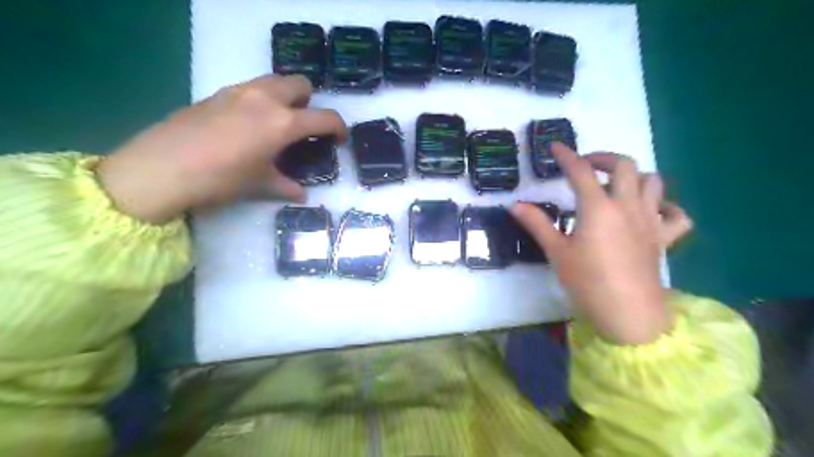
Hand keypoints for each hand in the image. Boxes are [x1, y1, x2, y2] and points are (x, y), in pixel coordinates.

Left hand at [97, 76, 346, 224]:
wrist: (162, 168)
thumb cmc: (221, 179)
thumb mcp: (260, 184)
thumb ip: (286, 185)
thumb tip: (301, 194)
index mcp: (283, 123)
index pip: (324, 117)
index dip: (338, 127)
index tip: (339, 138)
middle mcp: (265, 99)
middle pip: (300, 83)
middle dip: (309, 101)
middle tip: (303, 124)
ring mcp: (239, 91)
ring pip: (274, 80)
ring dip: (284, 96)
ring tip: (276, 123)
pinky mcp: (217, 93)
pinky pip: (250, 88)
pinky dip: (260, 99)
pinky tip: (247, 125)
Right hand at [511, 145, 689, 343]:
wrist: (628, 313)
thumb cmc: (587, 282)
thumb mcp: (556, 252)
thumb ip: (537, 224)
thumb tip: (515, 205)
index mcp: (598, 208)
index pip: (580, 171)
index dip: (566, 156)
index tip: (555, 148)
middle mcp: (627, 206)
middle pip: (624, 165)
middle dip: (603, 158)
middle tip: (586, 166)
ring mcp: (650, 220)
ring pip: (653, 181)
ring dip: (633, 176)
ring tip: (615, 186)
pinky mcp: (664, 238)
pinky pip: (676, 215)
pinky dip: (666, 207)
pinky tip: (651, 211)